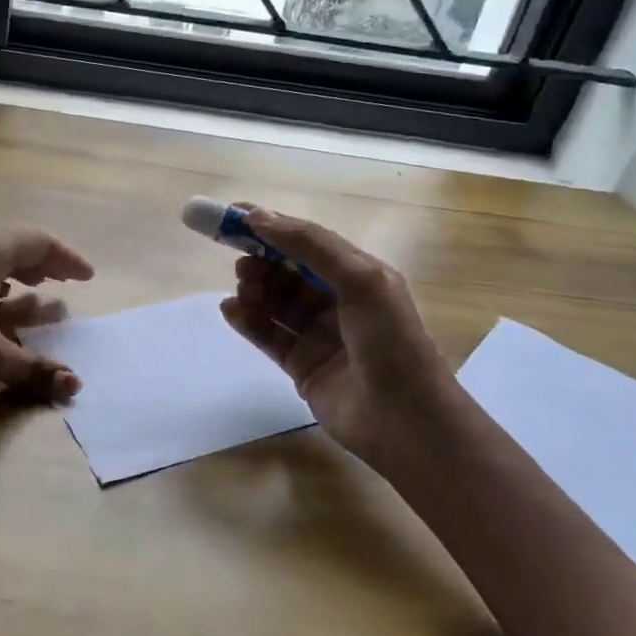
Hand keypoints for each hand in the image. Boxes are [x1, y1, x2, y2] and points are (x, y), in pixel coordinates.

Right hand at [219, 209, 456, 463]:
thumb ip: (309, 245)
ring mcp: (318, 335)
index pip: (306, 241)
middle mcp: (338, 301)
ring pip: (275, 302)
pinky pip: (267, 335)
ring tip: (242, 291)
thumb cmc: (390, 341)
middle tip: (242, 265)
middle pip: (287, 271)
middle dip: (261, 262)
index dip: (271, 226)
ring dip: (254, 290)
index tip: (232, 215)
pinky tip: (230, 310)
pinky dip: (247, 320)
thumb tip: (257, 216)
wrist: (405, 419)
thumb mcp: (360, 279)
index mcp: (358, 275)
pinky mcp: (301, 365)